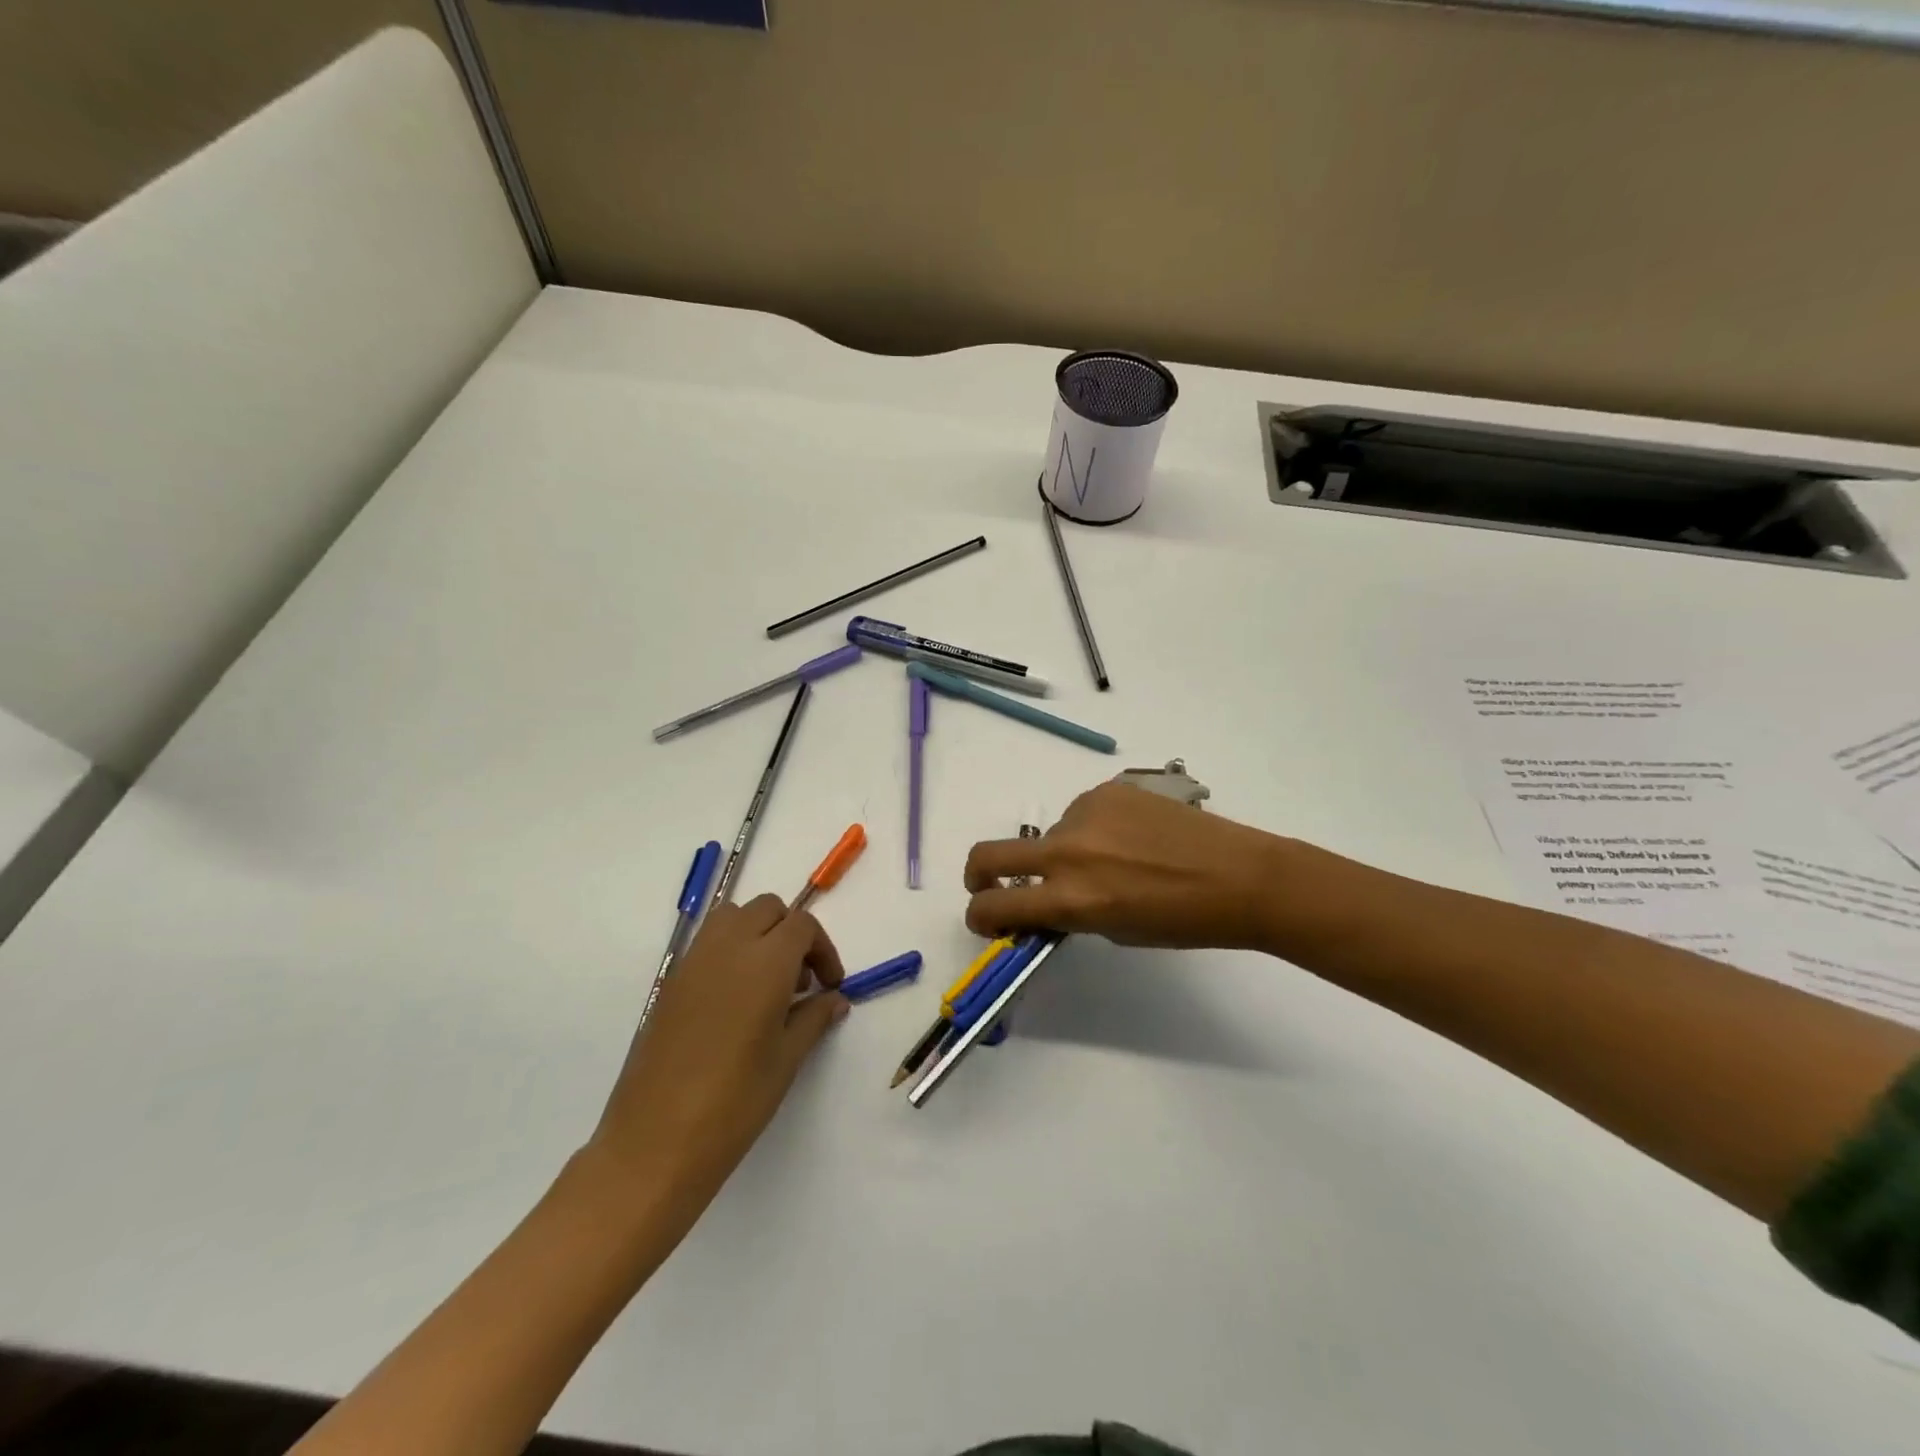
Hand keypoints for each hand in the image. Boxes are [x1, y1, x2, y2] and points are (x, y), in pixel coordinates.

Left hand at [586, 895, 847, 1210]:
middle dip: (792, 933)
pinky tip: (736, 1000)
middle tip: (801, 981)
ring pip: (733, 917)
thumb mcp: (786, 1060)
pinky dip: (730, 950)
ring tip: (768, 983)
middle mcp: (728, 948)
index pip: (802, 925)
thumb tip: (835, 998)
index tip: (829, 985)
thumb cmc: (734, 1103)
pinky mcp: (671, 982)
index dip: (823, 949)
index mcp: (765, 962)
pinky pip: (708, 943)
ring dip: (758, 933)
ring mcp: (693, 961)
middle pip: (768, 909)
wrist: (654, 1143)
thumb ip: (814, 1018)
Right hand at [964, 782, 1287, 949]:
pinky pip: (1079, 814)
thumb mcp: (1114, 930)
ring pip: (1048, 834)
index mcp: (1071, 897)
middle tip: (994, 886)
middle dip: (979, 876)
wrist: (1239, 876)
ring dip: (1060, 852)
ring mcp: (1085, 813)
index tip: (989, 920)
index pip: (993, 906)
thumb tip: (1044, 900)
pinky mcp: (1106, 790)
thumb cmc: (1182, 921)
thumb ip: (1069, 914)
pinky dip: (1090, 830)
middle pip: (988, 855)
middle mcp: (1067, 850)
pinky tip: (1130, 838)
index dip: (980, 917)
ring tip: (1112, 860)